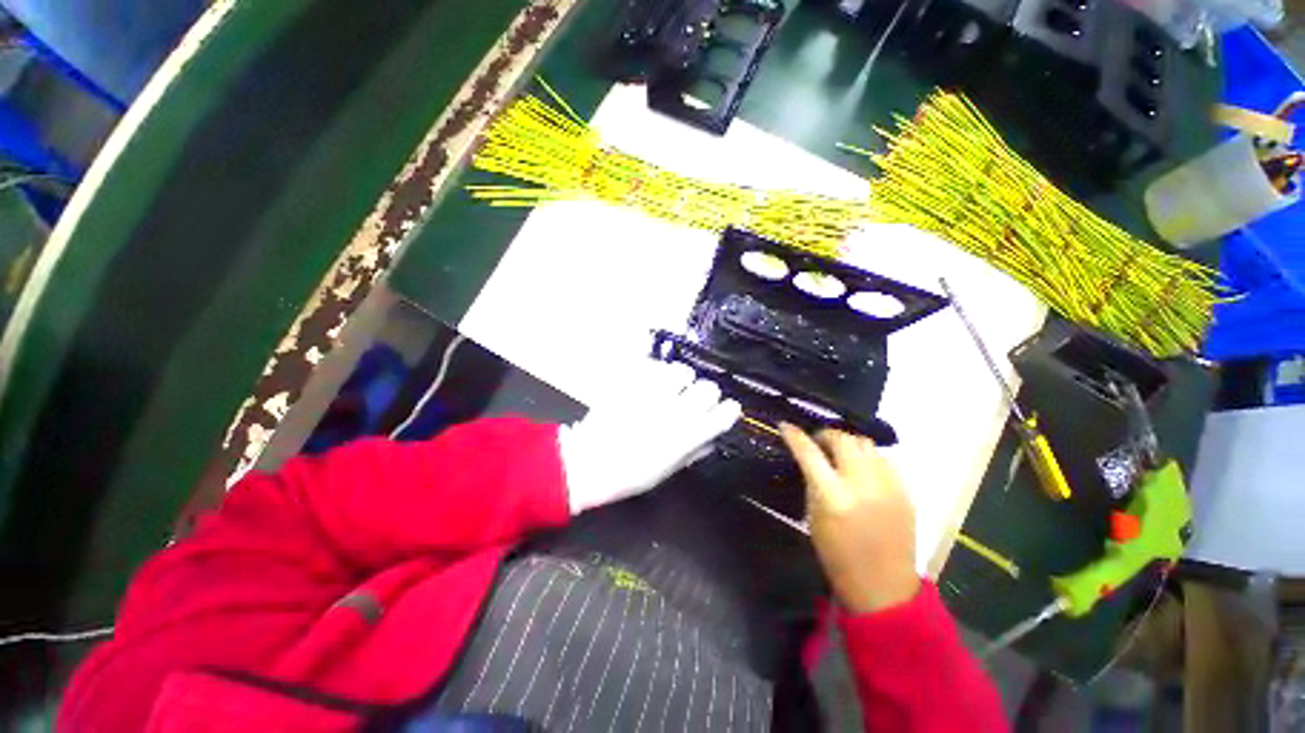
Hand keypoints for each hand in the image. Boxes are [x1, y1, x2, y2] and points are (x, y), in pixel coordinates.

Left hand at [559, 360, 740, 514]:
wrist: (588, 462)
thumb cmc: (629, 474)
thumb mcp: (668, 470)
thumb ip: (694, 451)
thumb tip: (712, 439)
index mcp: (687, 436)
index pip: (725, 413)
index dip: (727, 410)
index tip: (724, 411)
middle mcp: (675, 411)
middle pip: (708, 387)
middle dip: (705, 393)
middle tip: (693, 399)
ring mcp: (653, 394)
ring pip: (682, 371)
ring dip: (680, 380)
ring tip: (670, 388)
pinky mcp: (632, 382)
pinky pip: (654, 366)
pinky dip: (656, 372)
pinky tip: (650, 383)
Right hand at [779, 424, 919, 613]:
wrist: (883, 585)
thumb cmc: (837, 555)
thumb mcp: (813, 517)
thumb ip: (812, 483)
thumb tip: (809, 458)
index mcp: (833, 496)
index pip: (809, 453)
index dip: (795, 436)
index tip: (785, 426)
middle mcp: (862, 485)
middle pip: (843, 439)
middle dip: (826, 435)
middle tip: (818, 442)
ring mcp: (888, 486)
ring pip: (866, 444)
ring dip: (848, 444)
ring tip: (841, 454)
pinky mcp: (905, 491)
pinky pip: (884, 459)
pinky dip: (868, 458)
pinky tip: (863, 470)